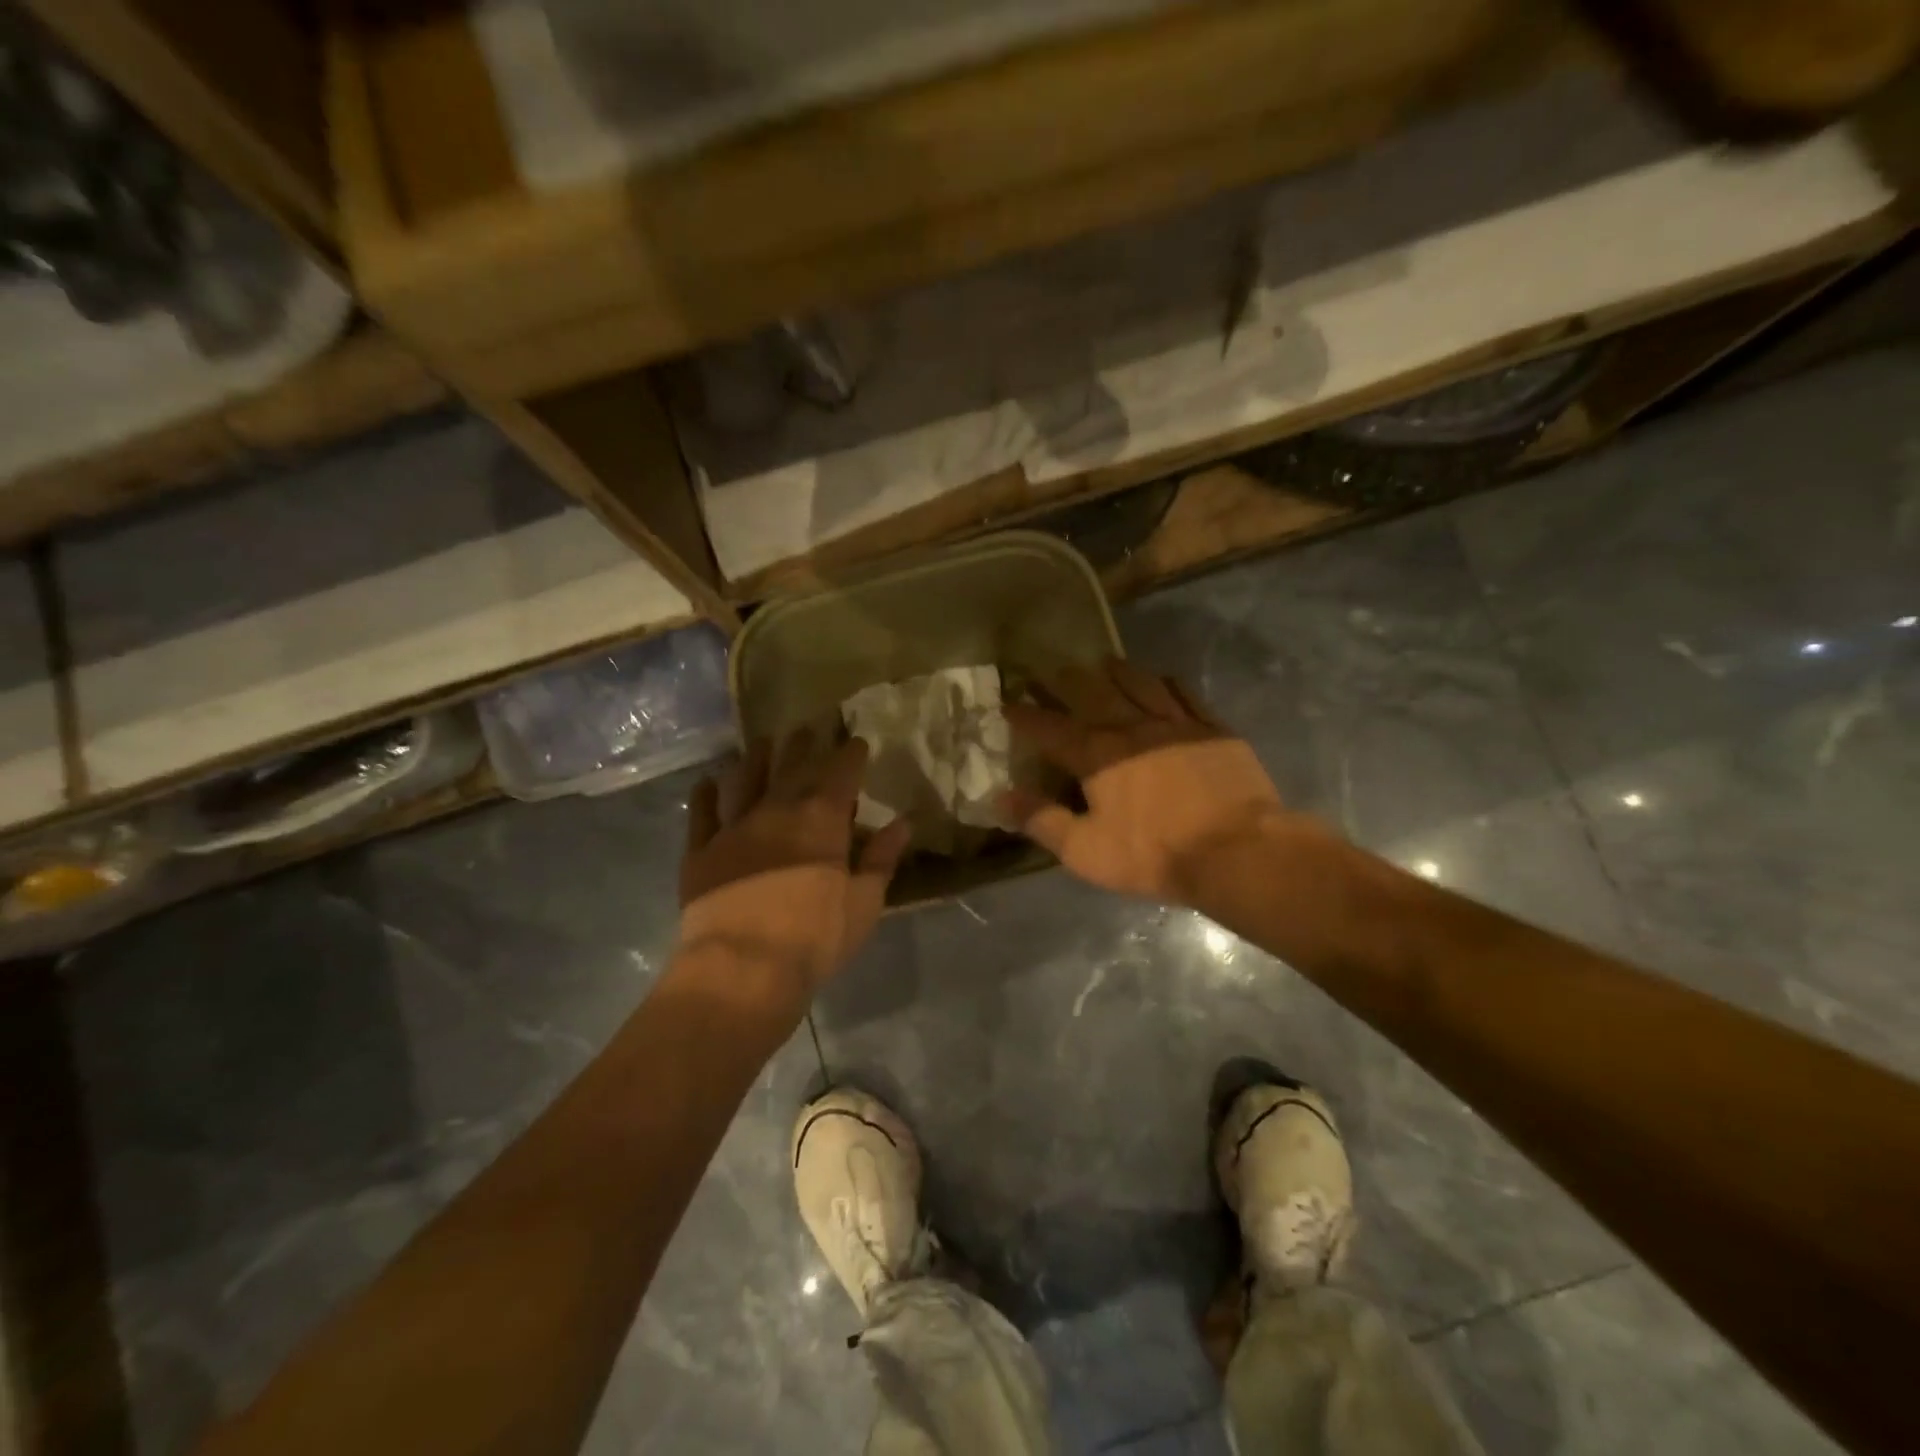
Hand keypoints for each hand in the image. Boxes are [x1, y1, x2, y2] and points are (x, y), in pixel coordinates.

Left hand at [679, 730, 910, 1010]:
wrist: (742, 967)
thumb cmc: (815, 937)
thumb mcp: (865, 902)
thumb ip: (881, 858)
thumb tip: (902, 823)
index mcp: (822, 819)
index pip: (841, 773)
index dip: (850, 754)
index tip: (856, 741)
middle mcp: (777, 810)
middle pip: (793, 767)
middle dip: (803, 746)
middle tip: (808, 728)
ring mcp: (734, 827)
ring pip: (745, 780)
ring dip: (755, 758)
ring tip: (762, 743)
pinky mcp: (701, 851)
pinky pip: (701, 814)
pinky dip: (705, 795)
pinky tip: (707, 782)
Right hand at [1001, 659, 1290, 908]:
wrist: (1237, 850)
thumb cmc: (1153, 853)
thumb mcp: (1086, 850)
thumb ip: (1041, 821)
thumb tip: (1000, 798)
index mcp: (1096, 755)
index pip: (1049, 727)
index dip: (1025, 715)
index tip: (1007, 703)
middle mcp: (1130, 727)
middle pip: (1091, 692)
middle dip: (1066, 681)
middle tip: (1052, 673)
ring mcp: (1174, 723)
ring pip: (1138, 682)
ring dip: (1116, 671)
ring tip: (1103, 663)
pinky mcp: (1211, 728)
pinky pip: (1184, 693)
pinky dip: (1166, 682)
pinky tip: (1161, 679)